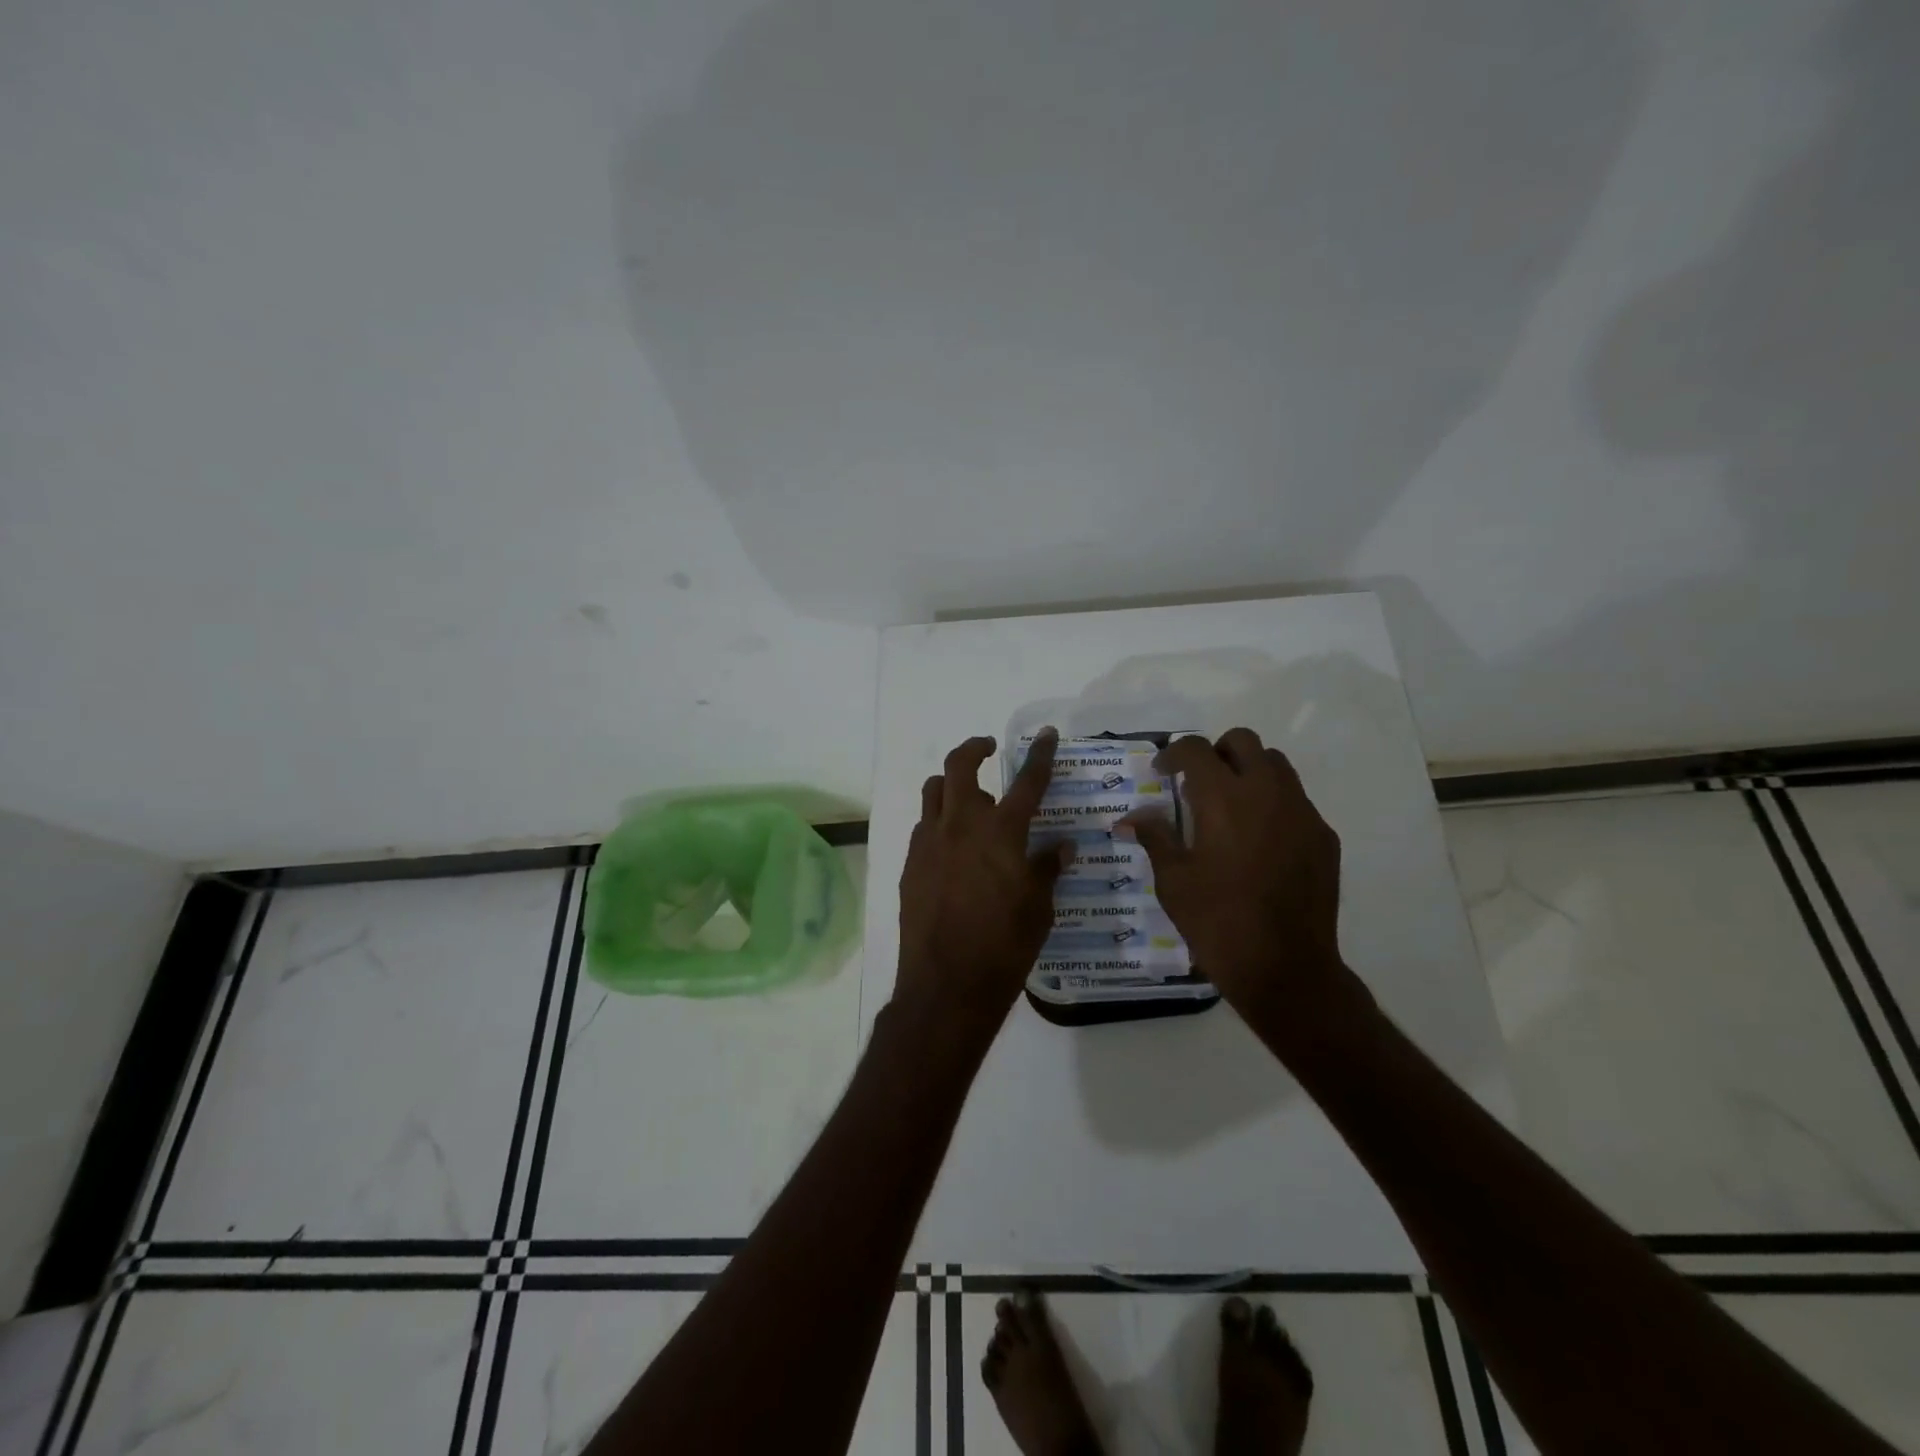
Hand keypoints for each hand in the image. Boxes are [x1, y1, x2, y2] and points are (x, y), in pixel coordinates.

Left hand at [894, 730, 1070, 1034]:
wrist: (946, 985)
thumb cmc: (1005, 946)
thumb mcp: (1039, 908)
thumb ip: (1048, 869)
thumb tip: (1062, 846)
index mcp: (1001, 832)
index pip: (1027, 781)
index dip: (1039, 755)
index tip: (1045, 734)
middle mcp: (961, 825)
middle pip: (959, 766)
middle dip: (974, 748)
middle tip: (988, 749)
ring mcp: (929, 842)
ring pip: (933, 791)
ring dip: (950, 783)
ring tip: (966, 796)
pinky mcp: (910, 864)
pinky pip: (923, 826)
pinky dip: (938, 821)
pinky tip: (951, 845)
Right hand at [1120, 728, 1352, 1016]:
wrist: (1286, 968)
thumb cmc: (1218, 922)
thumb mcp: (1173, 881)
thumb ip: (1155, 837)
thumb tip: (1133, 817)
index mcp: (1224, 799)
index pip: (1196, 749)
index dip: (1173, 754)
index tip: (1161, 773)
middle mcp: (1267, 793)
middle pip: (1244, 742)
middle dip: (1216, 753)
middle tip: (1198, 783)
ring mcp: (1302, 813)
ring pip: (1277, 765)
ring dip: (1249, 772)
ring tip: (1230, 808)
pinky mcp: (1323, 837)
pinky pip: (1296, 801)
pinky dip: (1273, 804)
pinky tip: (1259, 842)